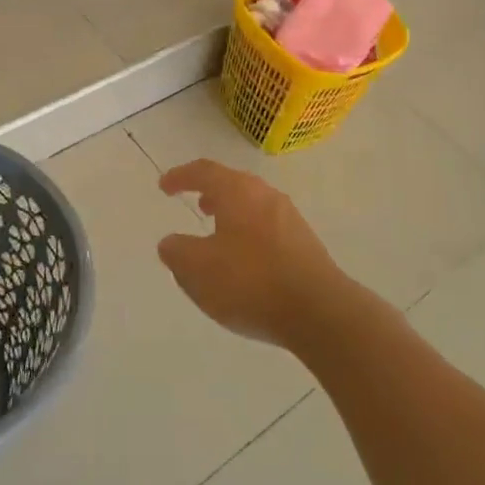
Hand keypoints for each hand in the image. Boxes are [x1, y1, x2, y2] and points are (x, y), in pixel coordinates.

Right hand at [157, 160, 348, 349]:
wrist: (320, 312)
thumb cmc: (250, 282)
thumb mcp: (196, 270)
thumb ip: (176, 252)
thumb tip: (171, 243)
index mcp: (237, 191)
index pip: (203, 171)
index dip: (180, 176)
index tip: (164, 187)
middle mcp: (265, 195)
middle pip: (233, 184)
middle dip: (211, 192)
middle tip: (196, 204)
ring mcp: (290, 219)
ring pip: (253, 206)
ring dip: (232, 214)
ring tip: (218, 235)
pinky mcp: (306, 245)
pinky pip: (268, 228)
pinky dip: (249, 235)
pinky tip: (245, 262)